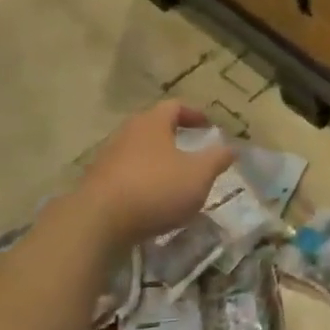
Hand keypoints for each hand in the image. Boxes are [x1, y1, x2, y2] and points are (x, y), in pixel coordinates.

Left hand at [75, 101, 232, 247]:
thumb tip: (233, 148)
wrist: (97, 223)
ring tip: (173, 178)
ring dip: (156, 160)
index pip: (175, 106)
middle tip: (191, 149)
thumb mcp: (199, 175)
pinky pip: (125, 174)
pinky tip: (151, 200)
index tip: (208, 126)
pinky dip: (141, 181)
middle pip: (153, 127)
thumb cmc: (155, 188)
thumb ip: (217, 159)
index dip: (194, 114)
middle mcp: (127, 133)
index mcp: (152, 122)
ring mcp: (107, 158)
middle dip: (173, 136)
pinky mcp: (96, 183)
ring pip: (137, 151)